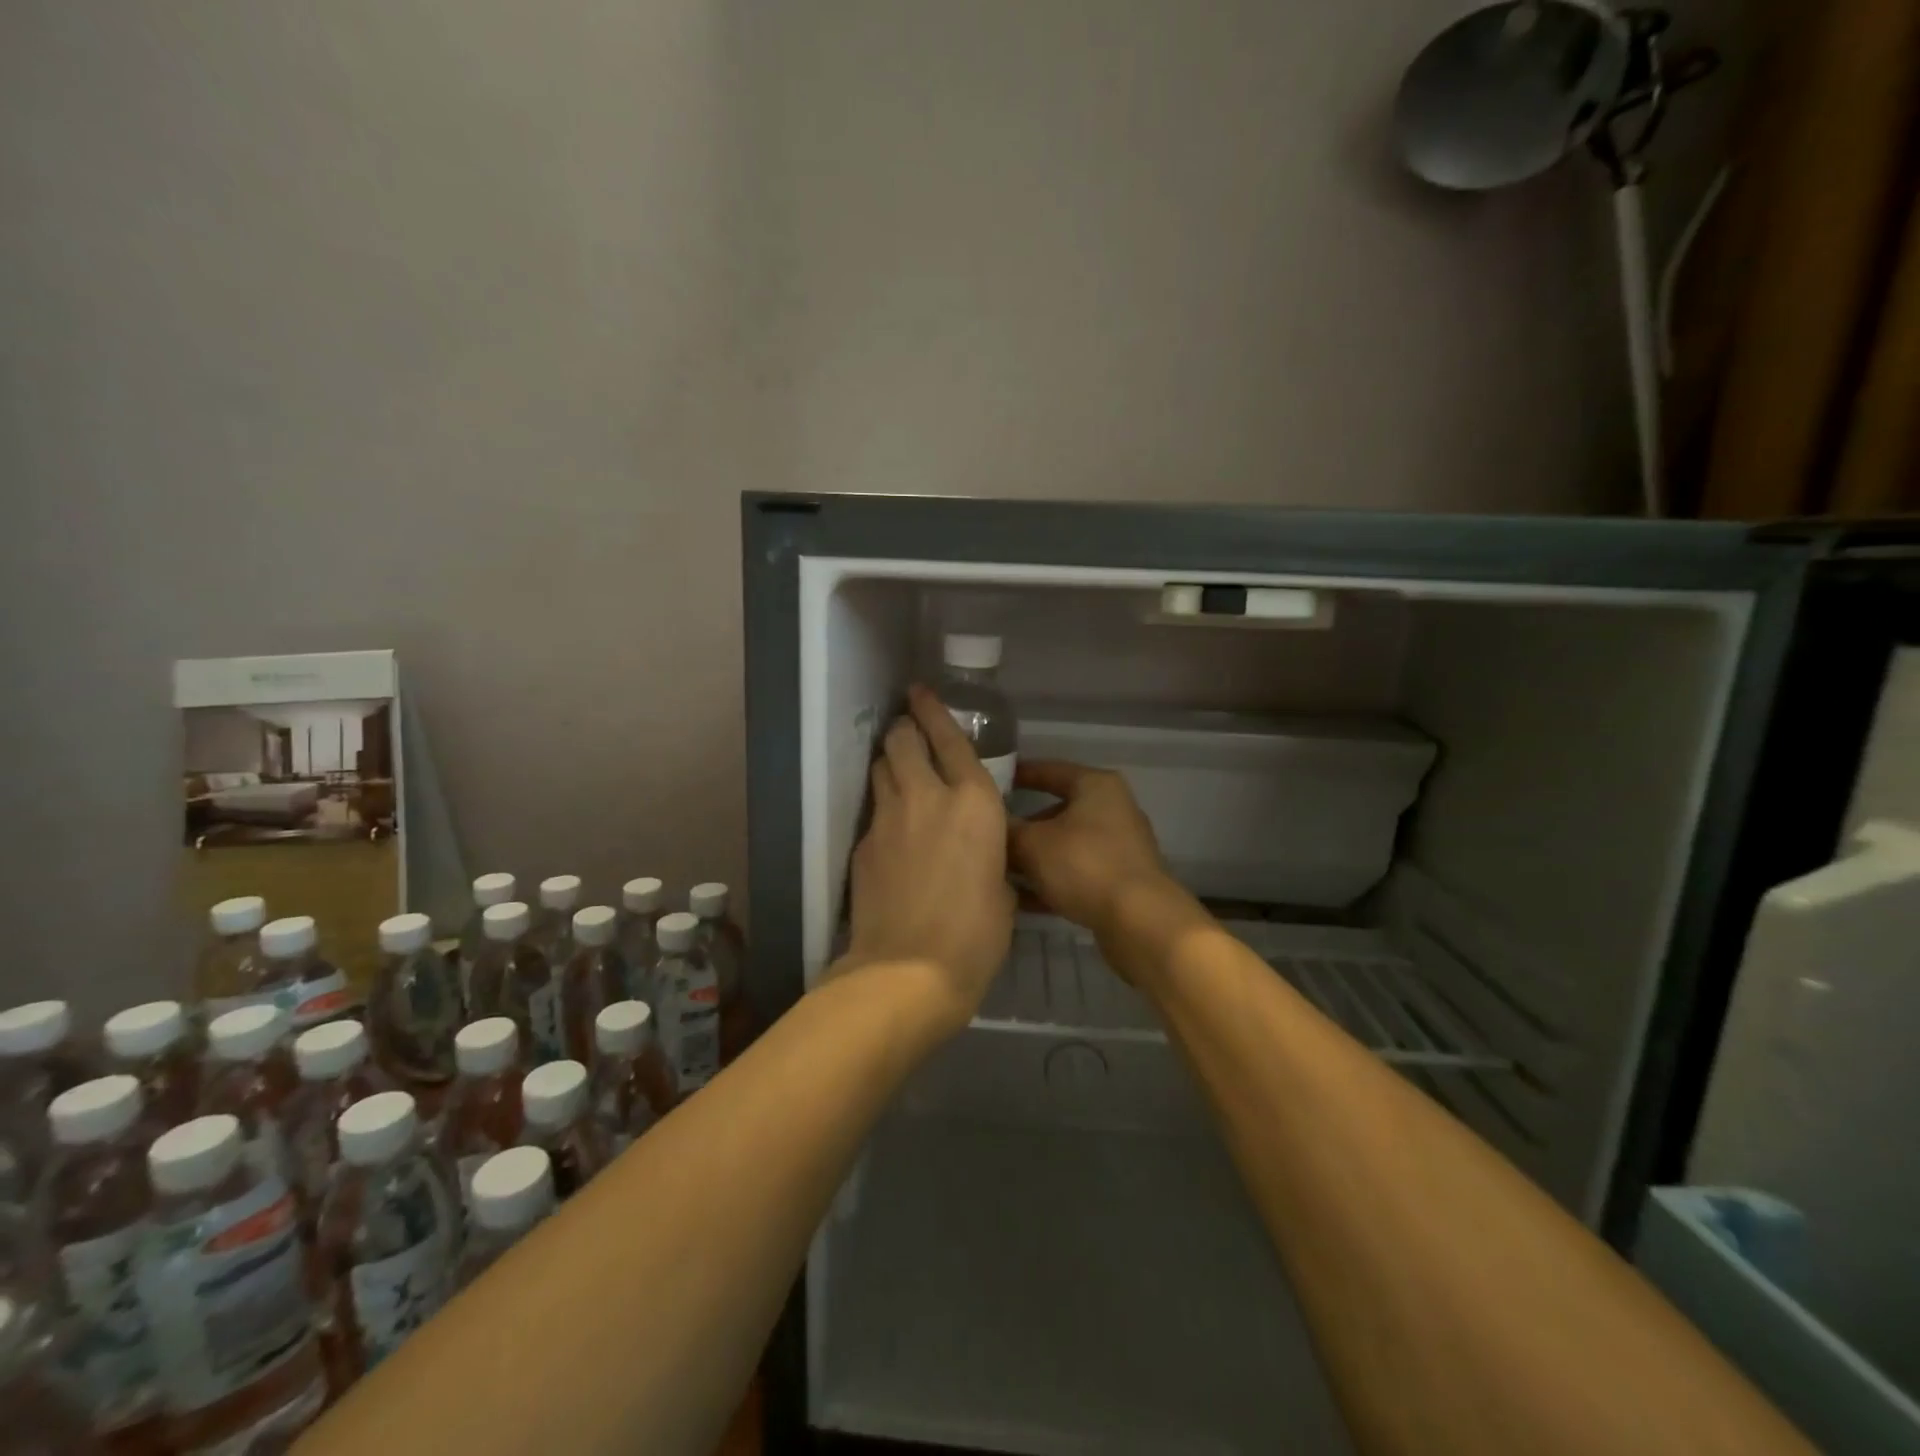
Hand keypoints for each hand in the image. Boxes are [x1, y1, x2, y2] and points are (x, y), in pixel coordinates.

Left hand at [839, 686, 1015, 1031]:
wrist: (909, 970)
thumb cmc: (975, 935)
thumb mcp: (1002, 890)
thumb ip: (991, 856)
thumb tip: (979, 855)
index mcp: (974, 803)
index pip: (950, 738)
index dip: (934, 710)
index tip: (921, 692)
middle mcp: (928, 796)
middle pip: (902, 739)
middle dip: (904, 728)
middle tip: (908, 731)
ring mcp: (888, 817)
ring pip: (881, 767)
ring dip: (890, 761)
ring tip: (898, 768)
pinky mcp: (863, 843)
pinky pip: (873, 809)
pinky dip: (883, 806)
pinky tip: (892, 826)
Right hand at [1008, 761, 1204, 983]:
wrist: (1139, 921)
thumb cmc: (1084, 865)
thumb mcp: (1032, 844)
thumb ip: (1007, 830)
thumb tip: (990, 825)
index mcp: (1096, 786)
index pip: (1050, 770)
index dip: (1019, 775)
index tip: (990, 783)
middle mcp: (1113, 810)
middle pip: (1058, 811)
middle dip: (1024, 826)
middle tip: (991, 835)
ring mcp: (1120, 847)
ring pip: (1066, 846)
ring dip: (1035, 858)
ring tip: (1000, 871)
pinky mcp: (1121, 881)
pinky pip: (1077, 874)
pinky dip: (1052, 882)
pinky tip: (1022, 901)